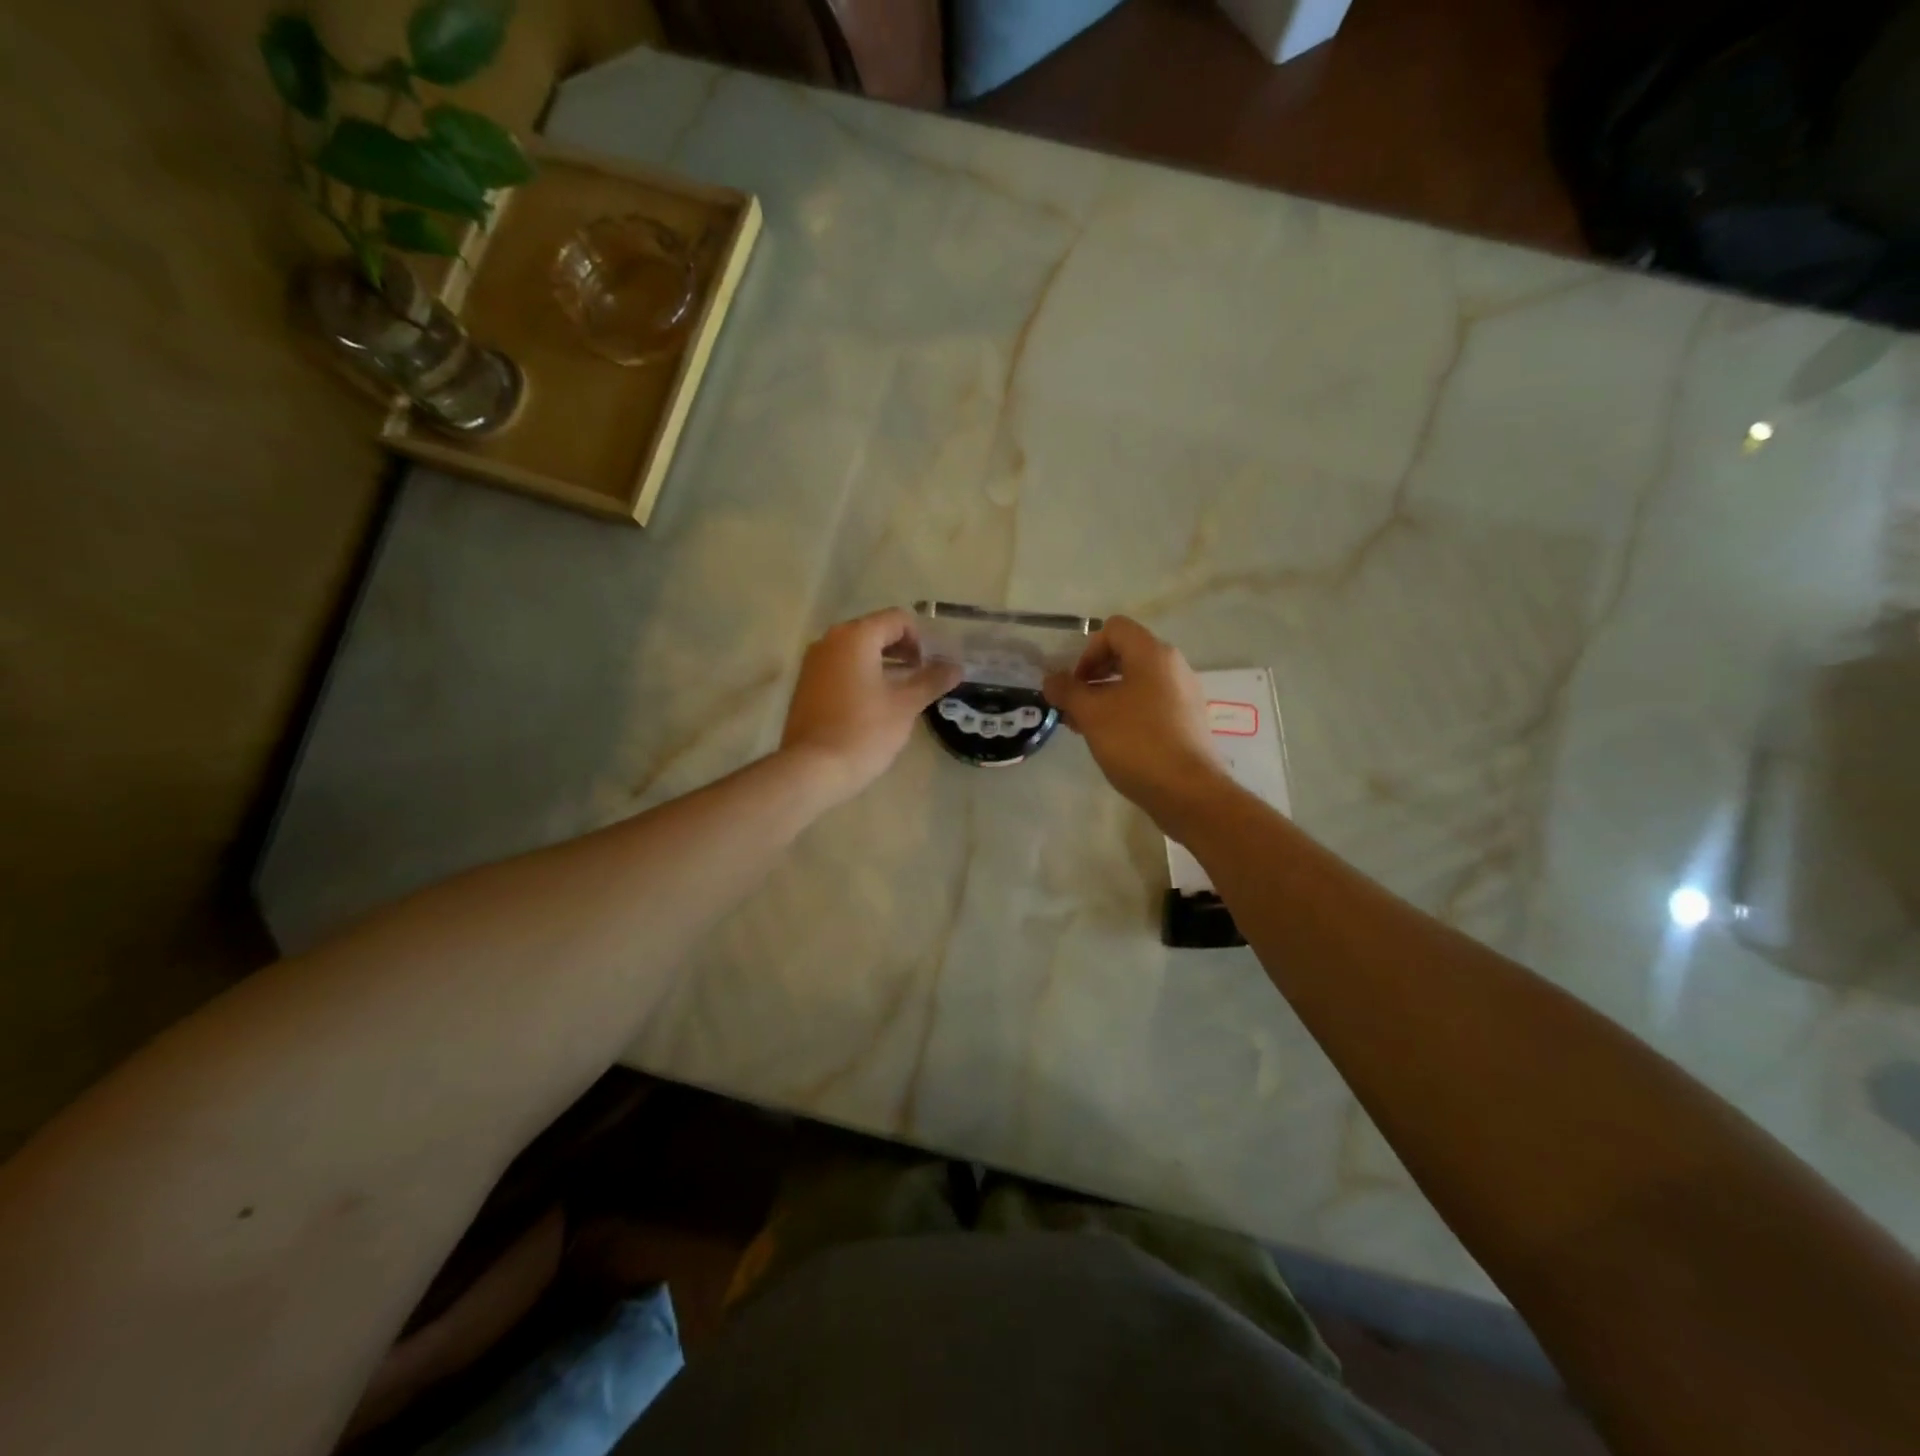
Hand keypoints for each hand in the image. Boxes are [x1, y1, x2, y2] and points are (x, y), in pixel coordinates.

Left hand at [781, 608, 961, 802]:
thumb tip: (956, 667)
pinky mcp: (806, 684)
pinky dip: (862, 676)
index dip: (921, 639)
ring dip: (883, 664)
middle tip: (922, 677)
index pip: (897, 619)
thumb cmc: (864, 731)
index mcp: (856, 637)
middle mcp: (830, 640)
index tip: (931, 667)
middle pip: (875, 631)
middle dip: (902, 650)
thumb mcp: (906, 706)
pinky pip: (840, 668)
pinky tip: (875, 704)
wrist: (812, 769)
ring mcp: (814, 662)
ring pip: (857, 651)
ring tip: (902, 692)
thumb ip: (932, 681)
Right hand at [1043, 616, 1231, 833]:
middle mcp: (1173, 666)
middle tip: (1074, 707)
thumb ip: (1067, 691)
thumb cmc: (1136, 742)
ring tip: (1087, 727)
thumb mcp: (1091, 714)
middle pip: (1126, 655)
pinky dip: (1127, 712)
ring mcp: (1184, 694)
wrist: (1187, 791)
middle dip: (1093, 676)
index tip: (1075, 684)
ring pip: (1137, 682)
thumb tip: (1051, 680)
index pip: (1114, 629)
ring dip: (1107, 697)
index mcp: (1153, 654)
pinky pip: (1151, 703)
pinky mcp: (1187, 721)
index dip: (1087, 651)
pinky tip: (1113, 741)